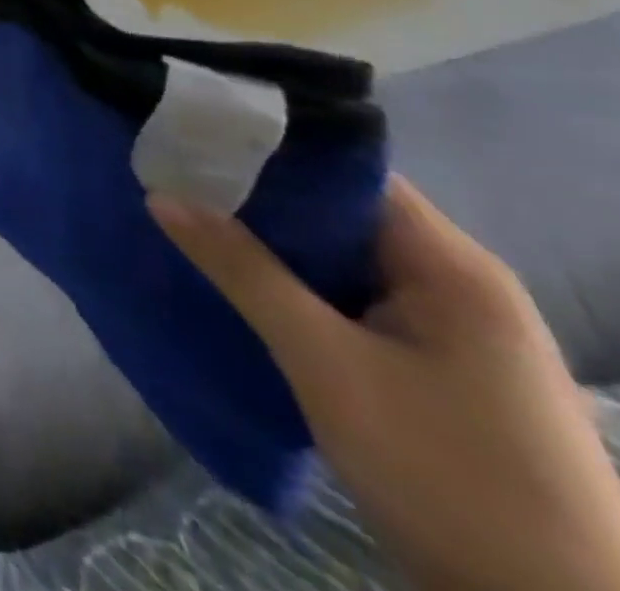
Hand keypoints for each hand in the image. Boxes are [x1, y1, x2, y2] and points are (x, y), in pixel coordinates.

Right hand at [152, 176, 619, 590]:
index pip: (345, 173)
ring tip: (191, 226)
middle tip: (175, 184)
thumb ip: (243, 271)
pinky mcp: (437, 370)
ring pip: (340, 261)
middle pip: (339, 215)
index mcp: (451, 266)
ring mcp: (450, 331)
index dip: (268, 152)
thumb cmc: (448, 475)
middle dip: (257, 202)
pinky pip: (350, 302)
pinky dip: (295, 288)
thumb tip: (162, 195)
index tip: (192, 145)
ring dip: (271, 249)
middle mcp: (457, 284)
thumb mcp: (327, 365)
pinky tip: (241, 289)